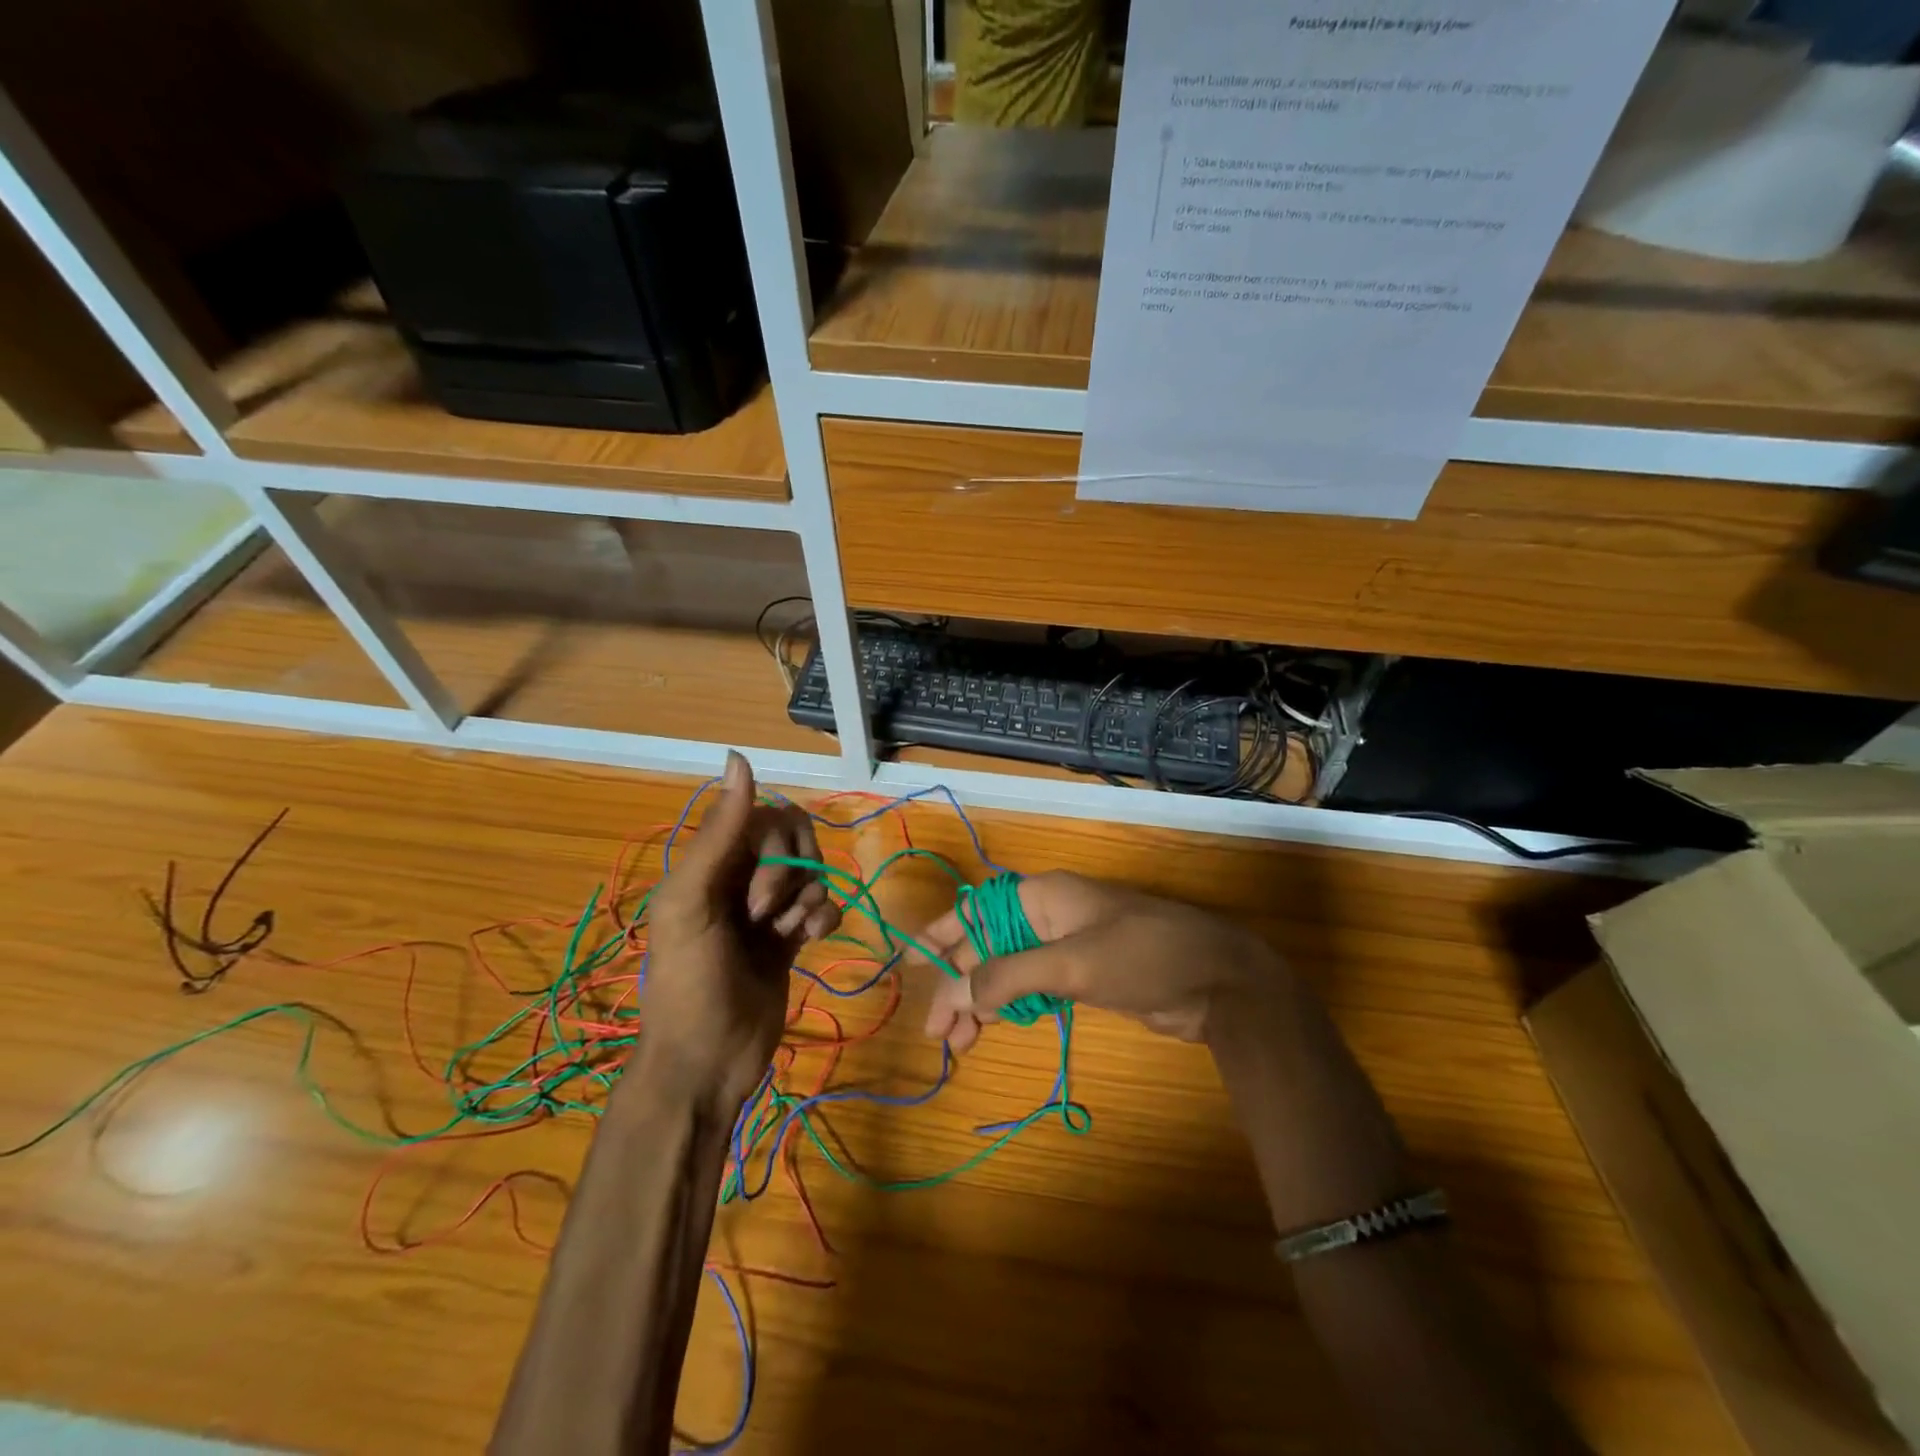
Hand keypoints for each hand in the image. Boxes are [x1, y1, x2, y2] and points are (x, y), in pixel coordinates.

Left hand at [632, 752, 840, 1111]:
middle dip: (792, 877)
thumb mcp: (692, 901)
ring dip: (809, 900)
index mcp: (712, 861)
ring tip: (787, 935)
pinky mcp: (792, 936)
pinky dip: (825, 917)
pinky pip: (824, 904)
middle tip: (767, 918)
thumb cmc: (691, 981)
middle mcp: (742, 876)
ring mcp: (769, 907)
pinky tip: (812, 940)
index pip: (768, 819)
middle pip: (796, 842)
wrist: (707, 1062)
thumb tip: (738, 756)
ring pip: (813, 872)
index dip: (777, 852)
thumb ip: (720, 831)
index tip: (757, 898)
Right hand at [919, 870, 1286, 1050]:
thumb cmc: (1142, 956)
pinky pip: (1031, 989)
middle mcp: (1047, 917)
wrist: (1217, 982)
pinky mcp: (1082, 977)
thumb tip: (956, 992)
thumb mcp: (1071, 964)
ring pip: (1006, 971)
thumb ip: (1010, 975)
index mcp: (1042, 897)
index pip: (976, 910)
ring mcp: (1065, 948)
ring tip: (956, 1043)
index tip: (909, 966)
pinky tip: (991, 1029)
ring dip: (980, 1002)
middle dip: (958, 984)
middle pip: (987, 946)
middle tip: (935, 1031)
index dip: (940, 935)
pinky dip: (1008, 1008)